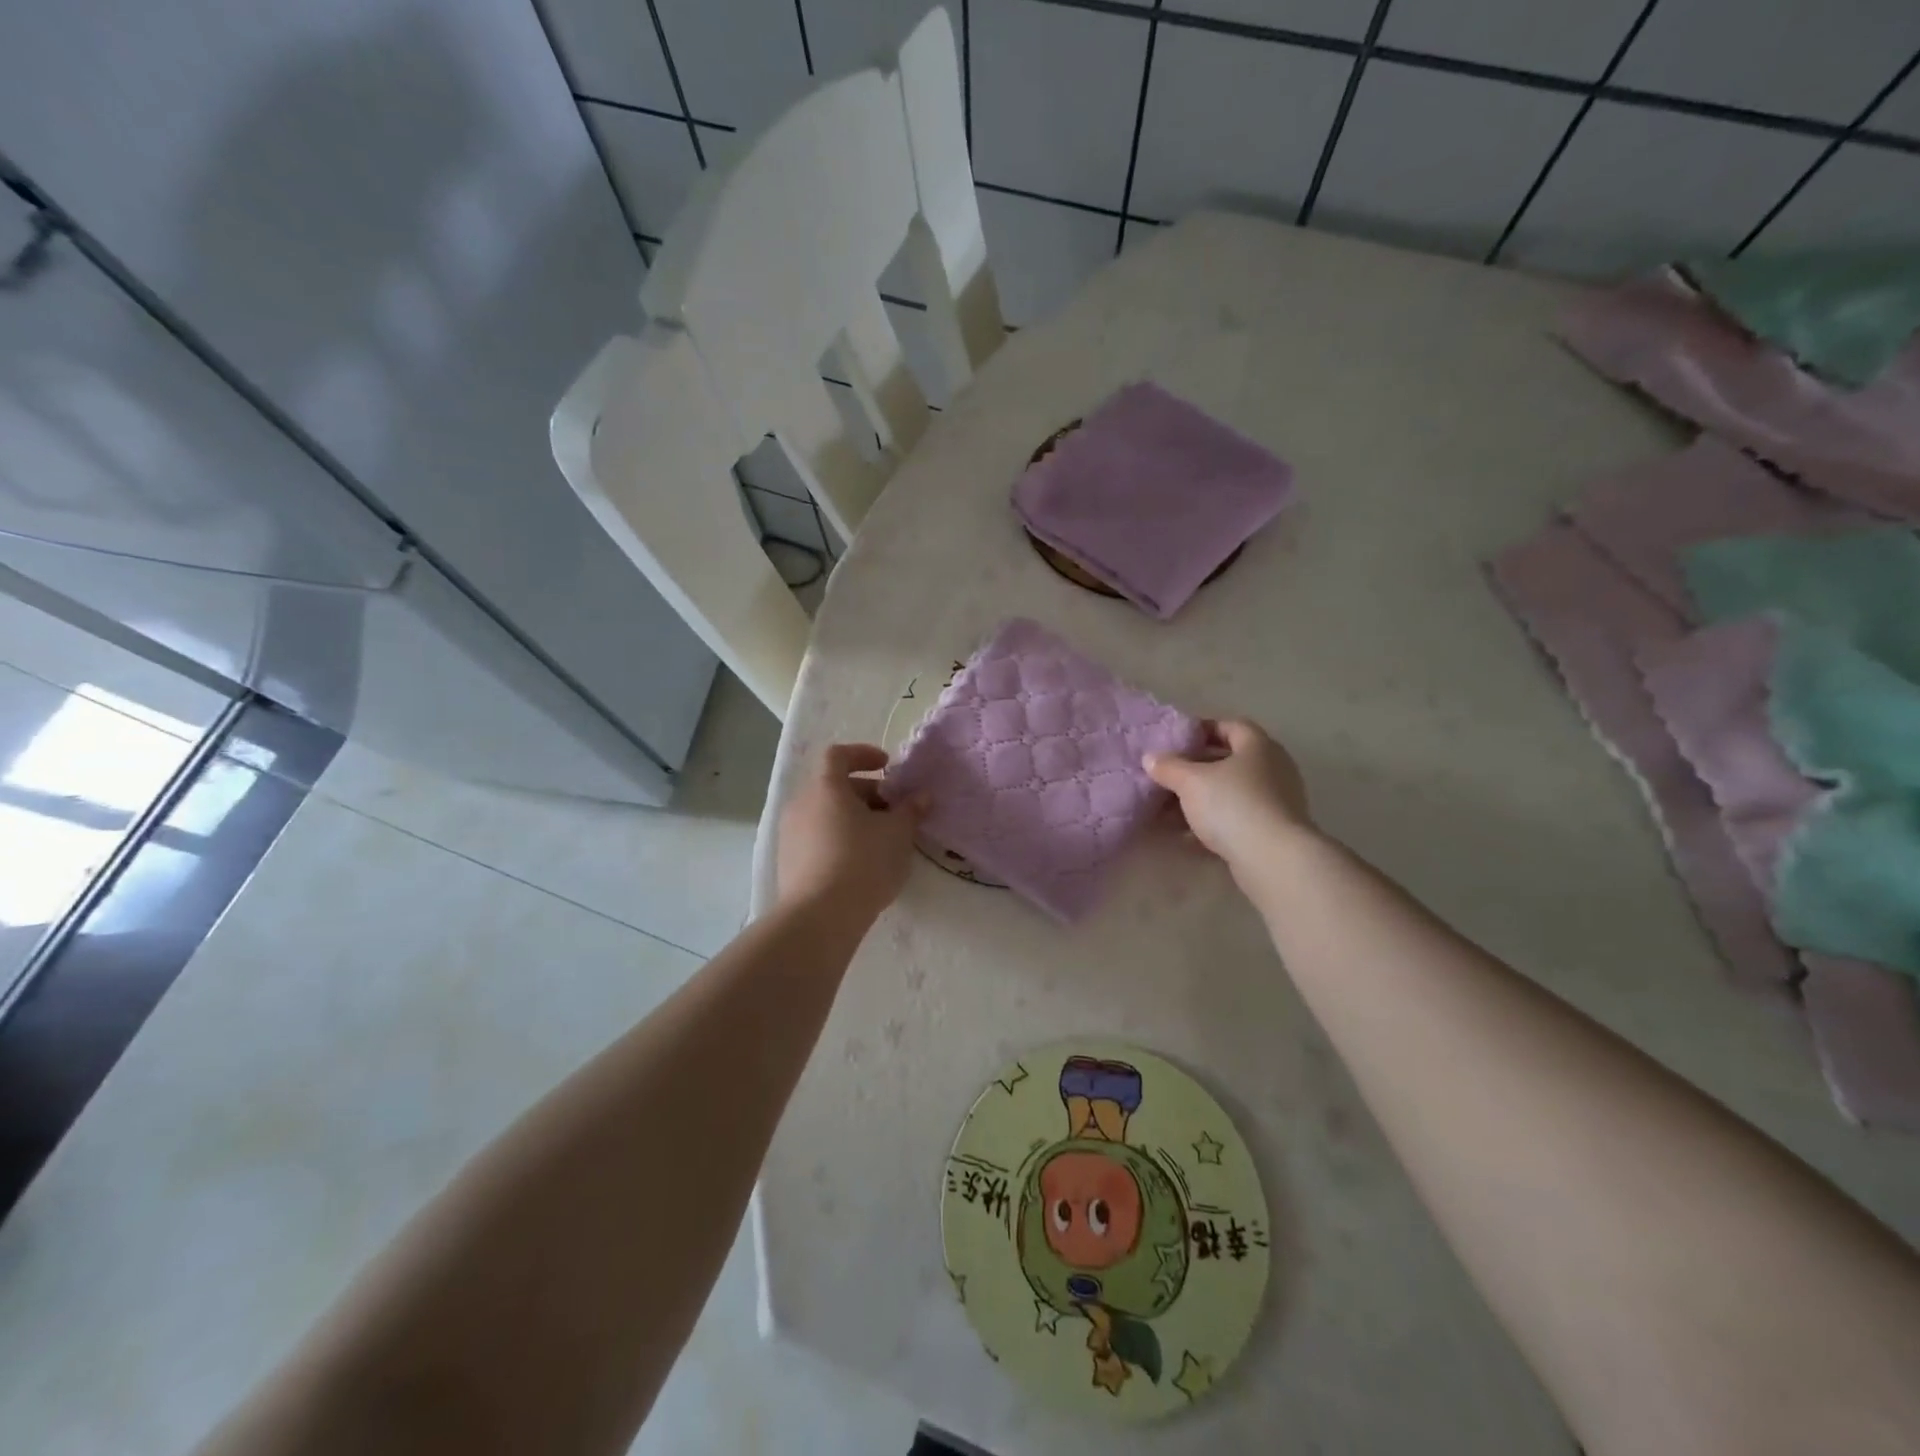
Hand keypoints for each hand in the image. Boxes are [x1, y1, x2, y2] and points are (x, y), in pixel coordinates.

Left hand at [777, 744, 928, 921]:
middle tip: (894, 810)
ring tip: (881, 839)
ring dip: (853, 817)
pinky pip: (817, 837)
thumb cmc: (863, 862)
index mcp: (826, 787)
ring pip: (825, 813)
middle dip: (866, 793)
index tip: (887, 766)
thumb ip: (910, 810)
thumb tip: (921, 796)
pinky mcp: (788, 862)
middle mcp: (801, 804)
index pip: (838, 755)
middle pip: (833, 786)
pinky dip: (839, 838)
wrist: (820, 917)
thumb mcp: (898, 833)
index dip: (863, 754)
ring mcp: (790, 834)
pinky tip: (860, 862)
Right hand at [1144, 719, 1315, 880]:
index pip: (1230, 726)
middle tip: (1168, 776)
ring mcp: (1276, 801)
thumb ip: (1168, 767)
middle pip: (1229, 761)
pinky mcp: (1273, 830)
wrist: (1273, 858)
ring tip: (1170, 809)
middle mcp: (1273, 768)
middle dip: (1196, 768)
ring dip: (1202, 798)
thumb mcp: (1190, 781)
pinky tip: (1187, 835)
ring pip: (1231, 792)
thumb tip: (1151, 758)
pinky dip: (1213, 822)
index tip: (1176, 742)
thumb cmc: (1232, 805)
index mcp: (1258, 746)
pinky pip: (1237, 818)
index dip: (1202, 730)